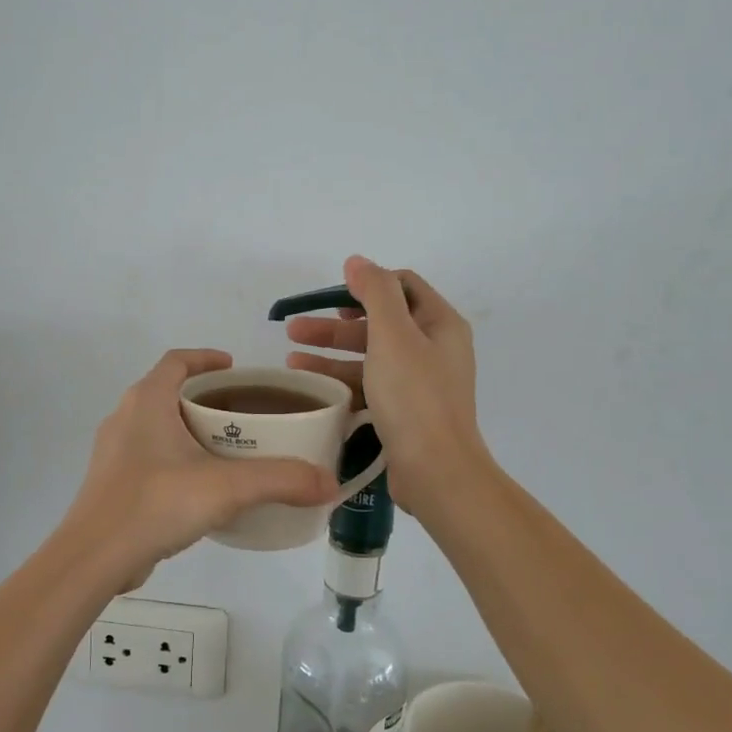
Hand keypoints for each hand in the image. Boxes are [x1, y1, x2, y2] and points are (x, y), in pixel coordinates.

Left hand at [62, 349, 339, 587]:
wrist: (94, 557)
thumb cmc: (156, 504)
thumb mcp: (226, 488)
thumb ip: (280, 481)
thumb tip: (329, 483)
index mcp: (147, 401)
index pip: (177, 360)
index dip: (206, 358)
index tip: (235, 369)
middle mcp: (125, 417)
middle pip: (169, 391)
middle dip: (205, 398)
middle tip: (244, 415)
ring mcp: (114, 451)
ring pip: (158, 426)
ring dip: (189, 429)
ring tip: (228, 449)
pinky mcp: (111, 482)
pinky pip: (149, 455)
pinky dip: (175, 458)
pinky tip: (200, 487)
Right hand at [285, 255, 487, 514]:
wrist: (436, 470)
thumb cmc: (414, 397)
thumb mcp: (393, 335)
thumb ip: (375, 292)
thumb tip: (358, 261)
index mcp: (440, 323)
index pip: (402, 285)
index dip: (365, 284)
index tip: (330, 297)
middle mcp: (434, 348)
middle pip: (379, 322)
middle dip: (334, 324)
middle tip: (294, 329)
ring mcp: (420, 382)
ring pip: (370, 356)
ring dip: (331, 353)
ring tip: (291, 359)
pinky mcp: (405, 411)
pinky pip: (369, 385)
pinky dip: (341, 381)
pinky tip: (312, 386)